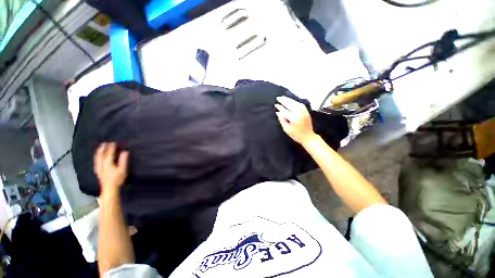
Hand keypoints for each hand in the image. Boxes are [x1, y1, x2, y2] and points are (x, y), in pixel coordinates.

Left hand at [94, 142, 128, 195]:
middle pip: (101, 154)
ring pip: (97, 157)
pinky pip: (96, 161)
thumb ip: (123, 160)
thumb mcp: (122, 169)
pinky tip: (98, 156)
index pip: (109, 153)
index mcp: (108, 163)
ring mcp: (98, 167)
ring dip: (99, 151)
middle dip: (103, 148)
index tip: (113, 142)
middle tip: (105, 143)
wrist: (109, 188)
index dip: (111, 148)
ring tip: (101, 147)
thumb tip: (125, 151)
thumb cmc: (117, 179)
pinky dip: (97, 157)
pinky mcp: (98, 170)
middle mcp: (101, 164)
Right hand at [275, 96, 316, 144]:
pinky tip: (290, 100)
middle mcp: (299, 113)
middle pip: (290, 104)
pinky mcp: (306, 111)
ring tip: (283, 97)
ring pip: (295, 103)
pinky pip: (299, 104)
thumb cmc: (296, 135)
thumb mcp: (286, 129)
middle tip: (278, 98)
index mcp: (293, 118)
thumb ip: (282, 120)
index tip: (275, 105)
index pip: (284, 110)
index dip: (279, 107)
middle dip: (284, 100)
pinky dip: (294, 101)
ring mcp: (303, 111)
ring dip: (288, 99)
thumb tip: (278, 112)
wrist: (308, 137)